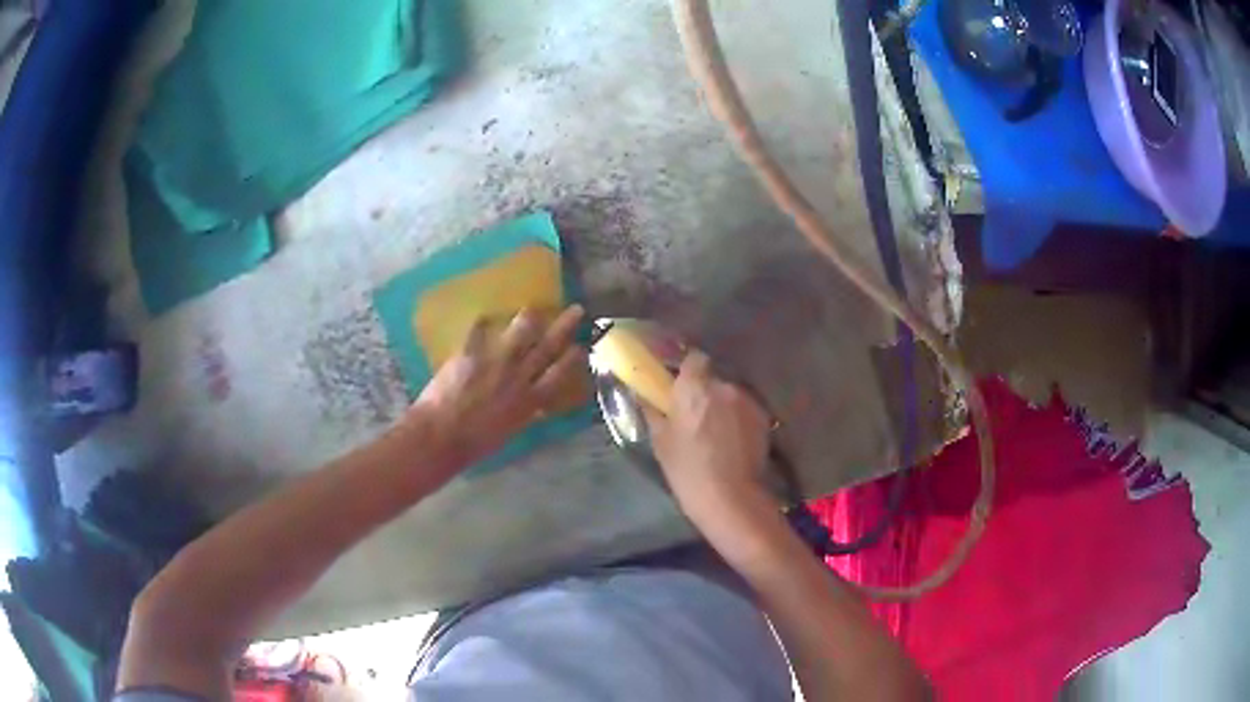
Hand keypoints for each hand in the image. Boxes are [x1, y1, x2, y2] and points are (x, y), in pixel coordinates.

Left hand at [412, 304, 588, 469]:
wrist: (441, 435)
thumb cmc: (474, 443)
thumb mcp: (508, 431)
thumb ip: (523, 414)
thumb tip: (534, 408)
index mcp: (529, 401)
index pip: (559, 375)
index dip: (573, 359)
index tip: (581, 346)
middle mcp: (518, 377)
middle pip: (547, 347)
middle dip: (564, 327)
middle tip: (576, 310)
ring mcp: (495, 361)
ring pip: (520, 331)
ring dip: (529, 318)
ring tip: (533, 309)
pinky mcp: (471, 352)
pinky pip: (481, 330)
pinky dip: (483, 323)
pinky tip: (485, 316)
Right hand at [642, 351, 772, 524]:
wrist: (731, 498)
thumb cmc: (688, 470)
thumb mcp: (660, 441)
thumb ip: (652, 410)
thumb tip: (642, 394)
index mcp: (694, 387)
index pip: (693, 357)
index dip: (686, 369)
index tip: (678, 384)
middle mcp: (724, 386)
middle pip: (713, 377)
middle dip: (704, 390)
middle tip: (693, 414)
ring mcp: (748, 401)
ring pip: (730, 394)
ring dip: (722, 405)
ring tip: (715, 433)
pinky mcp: (764, 418)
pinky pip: (745, 409)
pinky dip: (738, 419)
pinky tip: (732, 442)